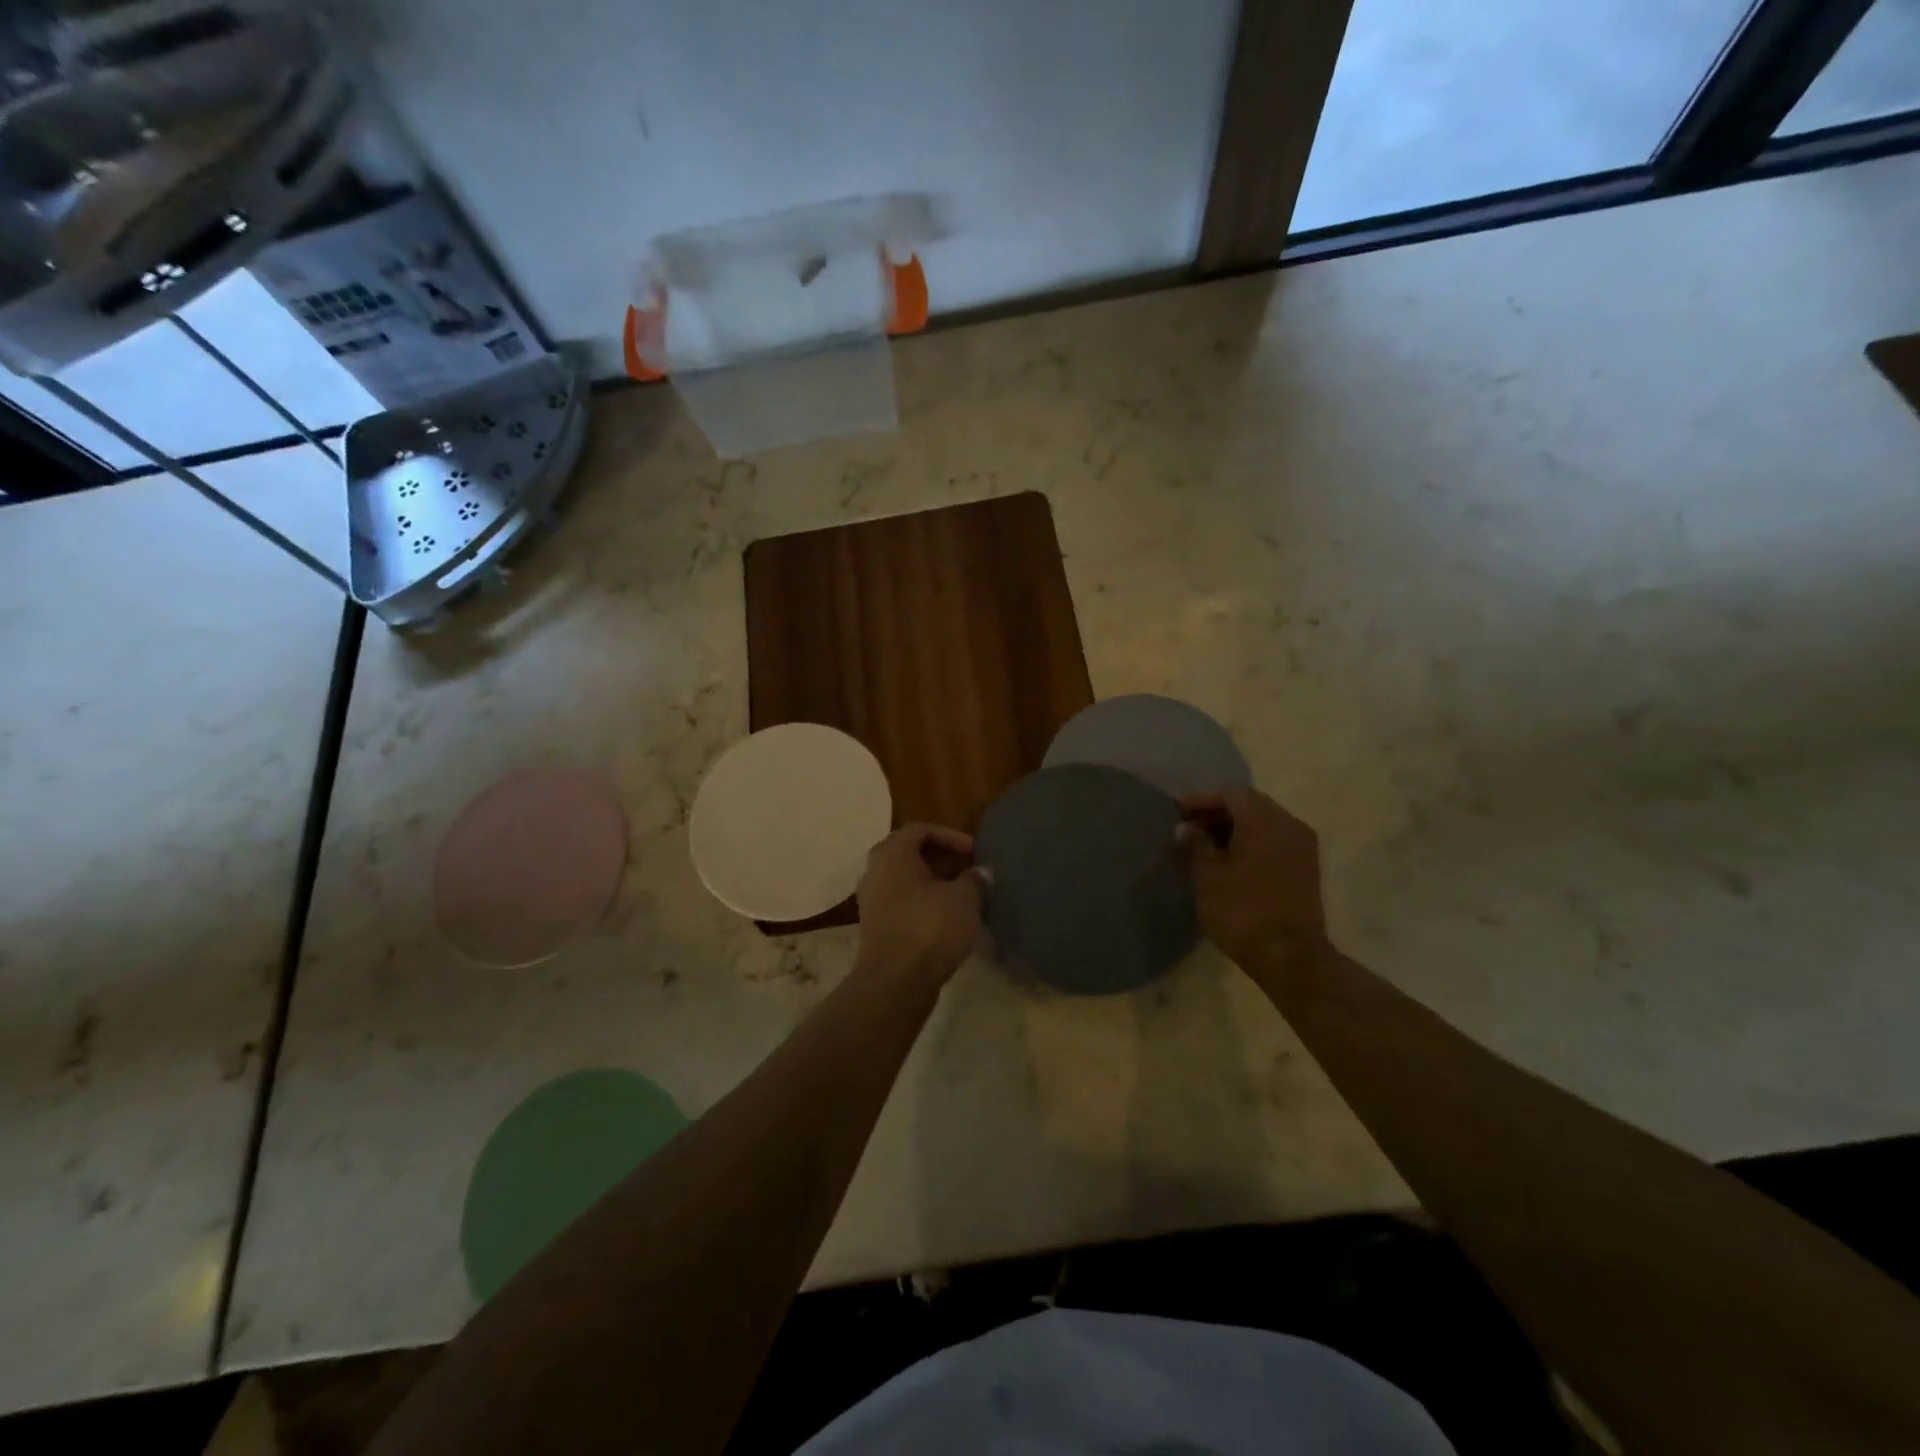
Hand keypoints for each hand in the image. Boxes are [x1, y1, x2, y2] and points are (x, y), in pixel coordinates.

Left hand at [854, 823, 985, 988]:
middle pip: (911, 854)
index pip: (921, 829)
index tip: (975, 852)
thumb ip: (975, 879)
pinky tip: (947, 920)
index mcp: (892, 853)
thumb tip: (980, 873)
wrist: (895, 982)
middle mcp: (875, 871)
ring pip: (906, 881)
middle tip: (970, 872)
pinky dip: (924, 905)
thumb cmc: (930, 928)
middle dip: (943, 861)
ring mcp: (871, 900)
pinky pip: (902, 904)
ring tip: (963, 897)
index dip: (951, 836)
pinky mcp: (875, 927)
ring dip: (934, 885)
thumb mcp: (965, 898)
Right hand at [1179, 789, 1330, 977]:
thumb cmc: (1242, 911)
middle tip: (1189, 827)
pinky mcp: (1306, 869)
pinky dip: (1251, 843)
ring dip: (1235, 828)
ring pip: (1264, 824)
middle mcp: (1289, 824)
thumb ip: (1195, 845)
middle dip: (1218, 812)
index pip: (1230, 794)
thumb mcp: (1208, 876)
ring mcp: (1302, 847)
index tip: (1177, 811)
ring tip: (1205, 845)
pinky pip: (1274, 842)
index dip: (1201, 800)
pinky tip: (1230, 861)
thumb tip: (1186, 828)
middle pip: (1250, 805)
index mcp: (1264, 820)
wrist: (1291, 957)